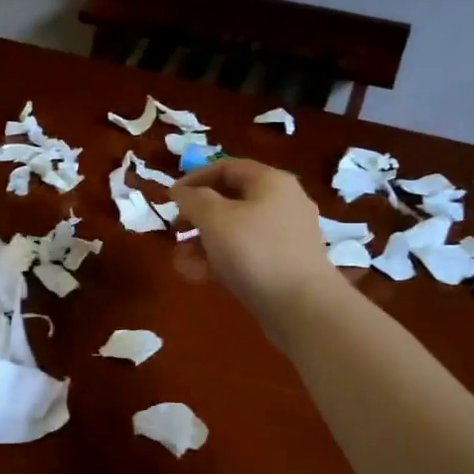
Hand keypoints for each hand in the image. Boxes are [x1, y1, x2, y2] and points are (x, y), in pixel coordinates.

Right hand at [171, 159, 341, 332]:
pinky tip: (200, 276)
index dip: (194, 179)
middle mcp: (282, 203)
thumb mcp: (215, 218)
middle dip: (197, 216)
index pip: (227, 168)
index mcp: (270, 182)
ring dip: (203, 242)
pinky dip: (222, 260)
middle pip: (230, 200)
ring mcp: (284, 236)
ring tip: (181, 261)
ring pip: (235, 231)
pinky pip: (246, 254)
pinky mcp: (283, 265)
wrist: (302, 306)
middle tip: (175, 229)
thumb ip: (193, 199)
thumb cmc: (255, 252)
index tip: (170, 198)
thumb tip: (182, 192)